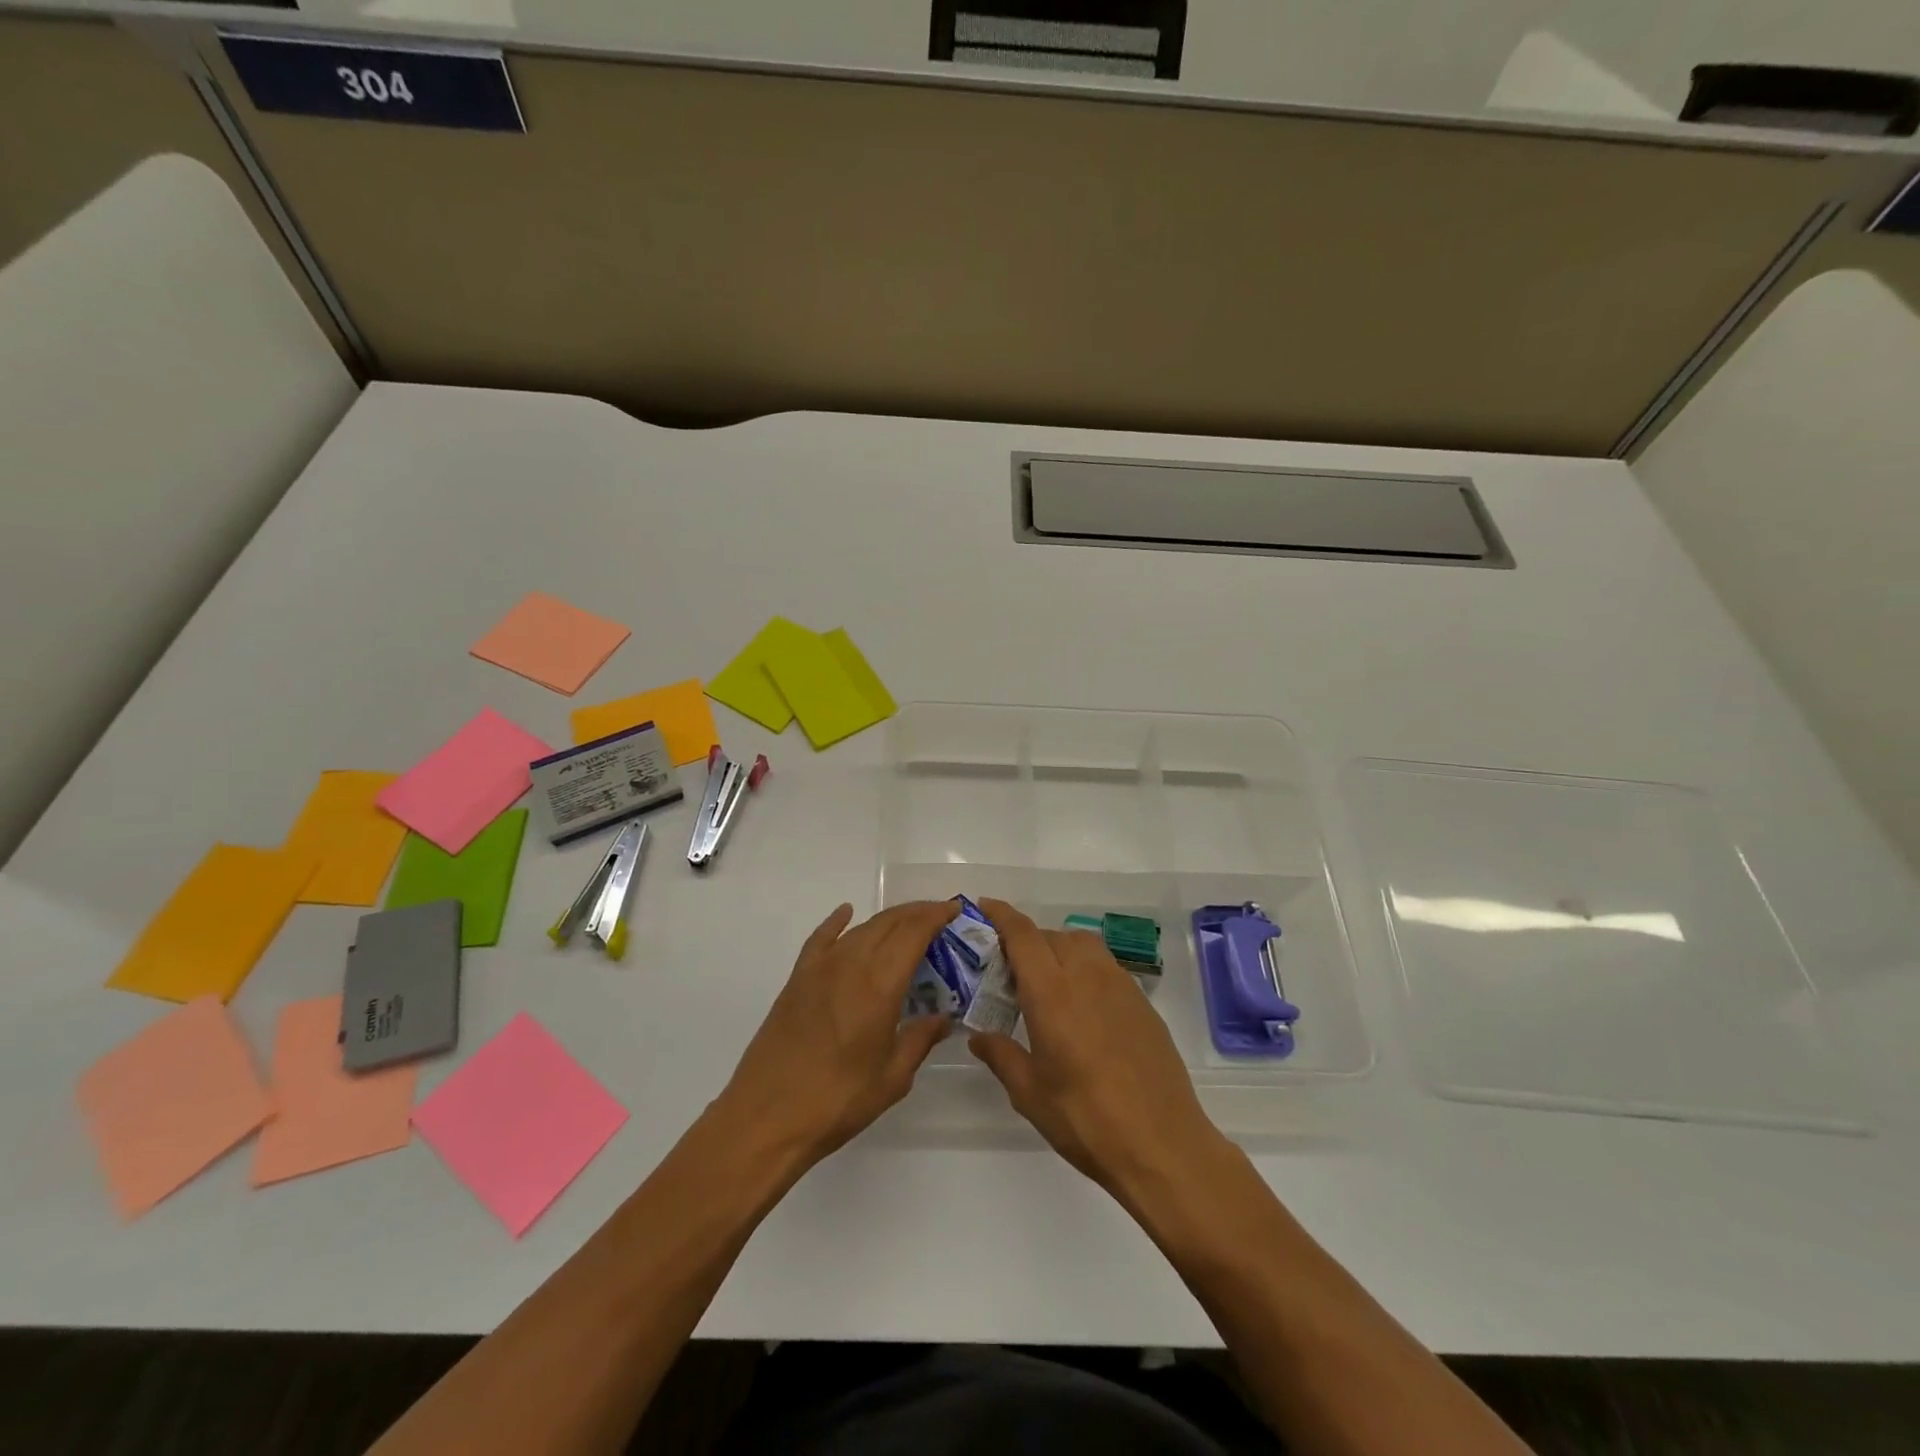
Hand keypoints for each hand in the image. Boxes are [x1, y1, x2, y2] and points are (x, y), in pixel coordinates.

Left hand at [716, 900, 953, 1167]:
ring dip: (887, 920)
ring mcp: (820, 968)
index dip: (936, 916)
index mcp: (879, 985)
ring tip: (907, 924)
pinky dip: (837, 922)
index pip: (913, 933)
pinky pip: (821, 938)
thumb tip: (943, 1018)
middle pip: (889, 923)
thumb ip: (920, 1040)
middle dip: (917, 913)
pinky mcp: (797, 979)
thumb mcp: (892, 1079)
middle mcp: (850, 964)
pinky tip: (846, 913)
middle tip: (938, 916)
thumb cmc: (837, 1101)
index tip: (954, 910)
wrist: (766, 1117)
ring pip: (860, 928)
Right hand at [969, 899, 1226, 1195]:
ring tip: (1046, 984)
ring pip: (1082, 945)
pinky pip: (1105, 966)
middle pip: (1051, 936)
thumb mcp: (1030, 1094)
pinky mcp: (1142, 1003)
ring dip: (1059, 949)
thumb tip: (978, 1035)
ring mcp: (1120, 986)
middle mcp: (1086, 976)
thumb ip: (1001, 1055)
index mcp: (1052, 992)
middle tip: (1008, 970)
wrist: (1163, 1144)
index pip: (1023, 935)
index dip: (1002, 916)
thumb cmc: (1086, 1119)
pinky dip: (1085, 969)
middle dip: (1026, 941)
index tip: (984, 906)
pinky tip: (1081, 1008)